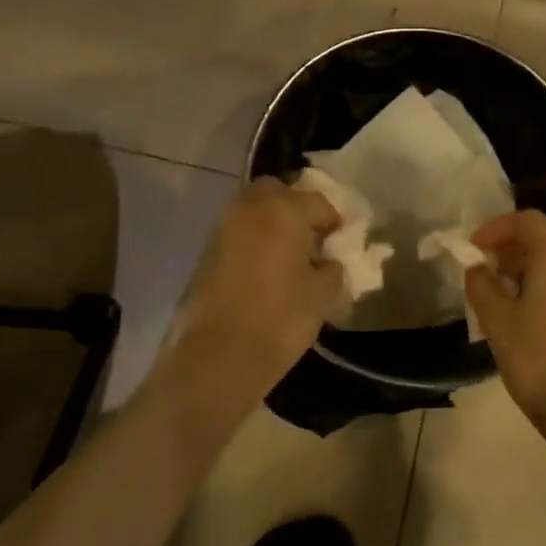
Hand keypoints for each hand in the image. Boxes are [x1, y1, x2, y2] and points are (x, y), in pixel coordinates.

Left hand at [159, 178, 343, 424]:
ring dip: (270, 220)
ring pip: (251, 208)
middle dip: (294, 206)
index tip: (340, 239)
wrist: (220, 354)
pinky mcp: (205, 251)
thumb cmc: (281, 318)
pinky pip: (236, 232)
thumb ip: (331, 268)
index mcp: (283, 210)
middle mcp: (250, 208)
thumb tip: (326, 262)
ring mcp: (223, 228)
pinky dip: (251, 239)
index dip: (333, 220)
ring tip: (286, 252)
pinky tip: (263, 267)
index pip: (317, 202)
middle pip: (276, 191)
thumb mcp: (322, 294)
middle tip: (309, 235)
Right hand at [466, 210, 545, 428]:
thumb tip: (477, 266)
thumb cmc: (535, 358)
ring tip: (504, 279)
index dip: (495, 228)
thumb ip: (481, 282)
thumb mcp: (495, 318)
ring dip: (533, 252)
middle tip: (491, 257)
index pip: (526, 221)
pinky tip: (526, 297)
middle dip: (517, 236)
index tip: (473, 248)